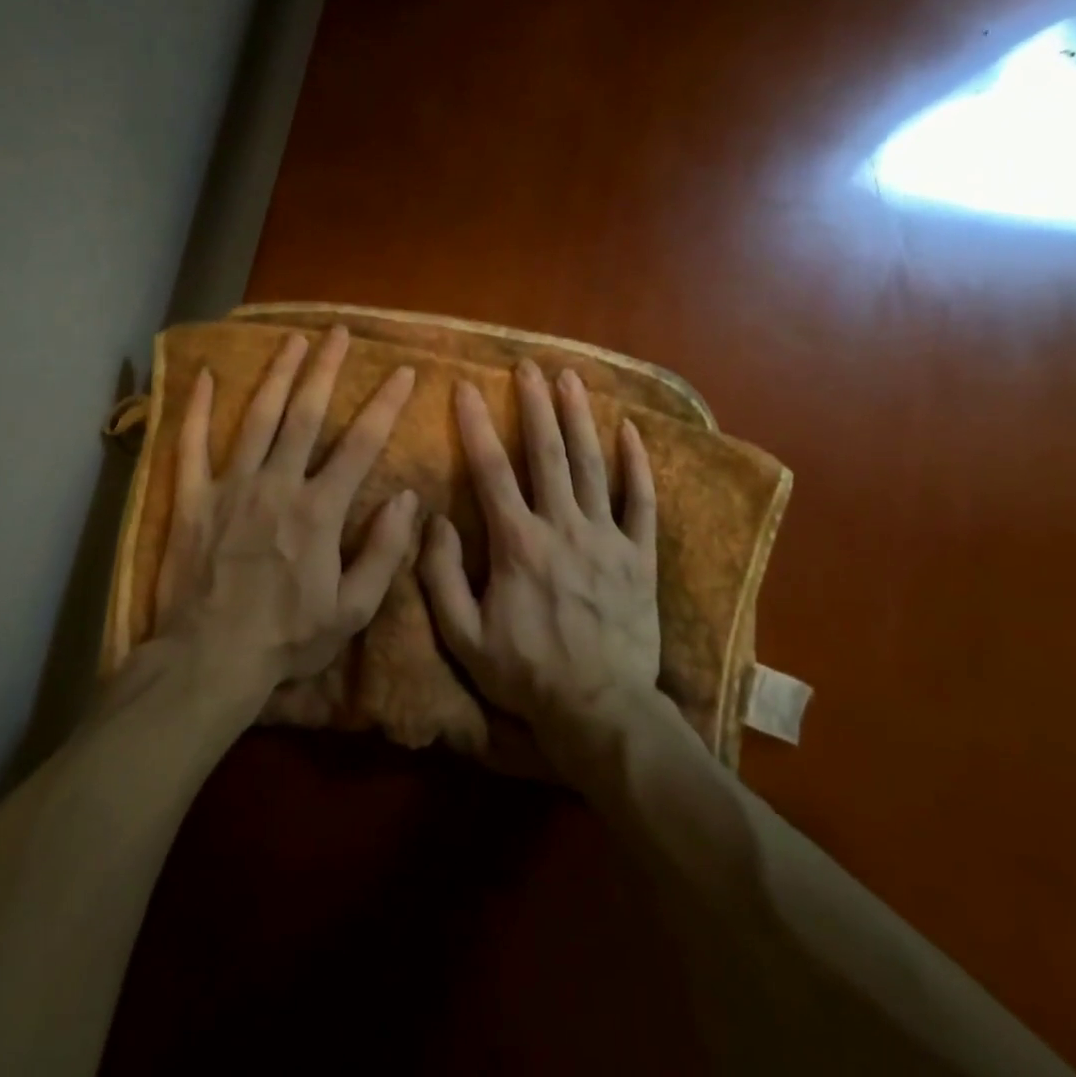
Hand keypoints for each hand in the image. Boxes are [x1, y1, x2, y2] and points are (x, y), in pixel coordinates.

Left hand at [154, 326, 420, 706]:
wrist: (210, 659)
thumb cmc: (287, 638)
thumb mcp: (352, 609)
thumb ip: (384, 551)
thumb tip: (406, 497)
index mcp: (319, 510)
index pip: (360, 445)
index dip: (385, 404)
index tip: (403, 371)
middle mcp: (277, 485)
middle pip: (306, 415)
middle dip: (326, 369)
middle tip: (339, 332)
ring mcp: (230, 487)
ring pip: (256, 418)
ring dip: (277, 375)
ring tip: (292, 339)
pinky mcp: (192, 499)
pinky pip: (190, 445)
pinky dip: (195, 409)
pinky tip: (201, 375)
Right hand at [418, 359, 661, 764]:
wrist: (599, 710)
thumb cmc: (526, 673)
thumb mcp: (463, 636)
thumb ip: (441, 575)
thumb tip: (434, 520)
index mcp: (517, 543)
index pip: (491, 470)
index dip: (476, 426)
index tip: (466, 387)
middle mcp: (563, 527)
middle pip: (547, 453)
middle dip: (535, 405)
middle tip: (527, 366)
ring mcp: (607, 538)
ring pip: (592, 465)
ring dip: (580, 418)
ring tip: (571, 378)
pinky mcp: (639, 555)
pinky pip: (641, 501)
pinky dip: (637, 465)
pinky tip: (631, 431)